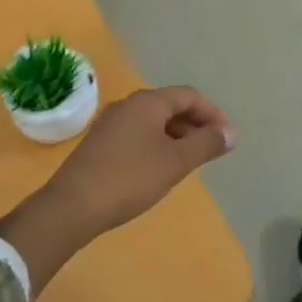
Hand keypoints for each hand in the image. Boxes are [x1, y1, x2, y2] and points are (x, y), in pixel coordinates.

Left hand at [42, 85, 234, 237]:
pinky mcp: (100, 142)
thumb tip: (229, 134)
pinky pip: (138, 133)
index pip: (189, 96)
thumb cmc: (130, 179)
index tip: (227, 139)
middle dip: (195, 124)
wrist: (72, 206)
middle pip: (171, 105)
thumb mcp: (175, 162)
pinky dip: (157, 143)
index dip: (213, 114)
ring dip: (177, 135)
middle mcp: (128, 104)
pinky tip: (160, 167)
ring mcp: (111, 122)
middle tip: (212, 150)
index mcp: (148, 102)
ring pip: (153, 120)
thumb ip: (206, 144)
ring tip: (190, 161)